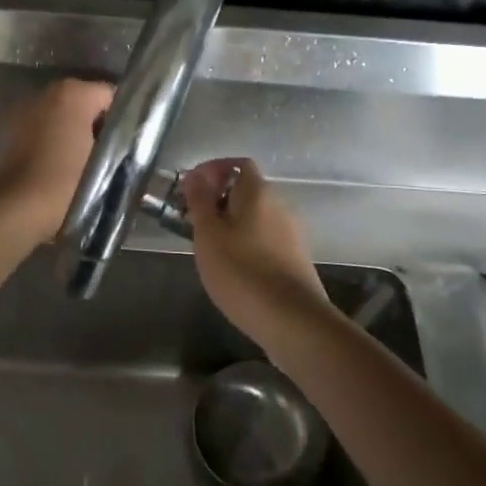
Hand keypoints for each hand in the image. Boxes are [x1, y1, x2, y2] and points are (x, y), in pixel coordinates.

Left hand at [0, 78, 114, 244]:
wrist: (15, 209)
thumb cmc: (65, 182)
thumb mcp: (106, 162)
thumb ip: (121, 142)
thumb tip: (126, 139)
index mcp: (74, 92)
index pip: (112, 96)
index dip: (126, 118)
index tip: (132, 144)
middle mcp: (48, 92)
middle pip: (86, 103)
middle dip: (99, 125)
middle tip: (114, 155)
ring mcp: (26, 110)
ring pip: (63, 117)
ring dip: (76, 133)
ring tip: (90, 163)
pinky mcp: (11, 131)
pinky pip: (44, 130)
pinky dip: (55, 142)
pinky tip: (64, 166)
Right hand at [182, 158, 330, 343]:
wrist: (292, 321)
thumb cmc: (241, 271)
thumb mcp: (208, 234)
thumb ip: (200, 201)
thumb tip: (195, 174)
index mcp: (259, 192)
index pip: (238, 164)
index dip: (213, 170)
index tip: (190, 189)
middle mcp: (280, 205)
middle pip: (246, 190)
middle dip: (218, 199)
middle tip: (192, 220)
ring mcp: (292, 233)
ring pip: (255, 216)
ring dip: (231, 222)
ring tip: (208, 246)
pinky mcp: (296, 258)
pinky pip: (265, 237)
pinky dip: (246, 242)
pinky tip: (232, 266)